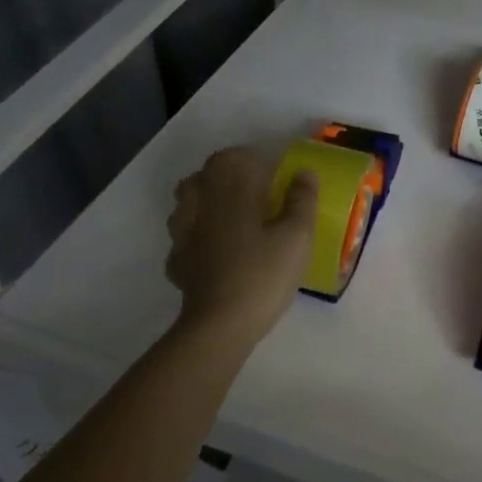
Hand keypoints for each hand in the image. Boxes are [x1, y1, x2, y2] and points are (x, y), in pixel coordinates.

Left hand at [165, 146, 317, 347]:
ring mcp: (184, 234)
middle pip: (202, 176)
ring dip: (204, 203)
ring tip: (229, 218)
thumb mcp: (298, 236)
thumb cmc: (263, 274)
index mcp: (231, 192)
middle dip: (224, 177)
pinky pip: (183, 238)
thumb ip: (302, 200)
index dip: (252, 161)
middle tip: (251, 195)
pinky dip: (196, 237)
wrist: (220, 325)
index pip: (233, 156)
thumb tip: (304, 173)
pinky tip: (213, 251)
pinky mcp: (177, 262)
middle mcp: (201, 205)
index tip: (272, 177)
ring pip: (186, 204)